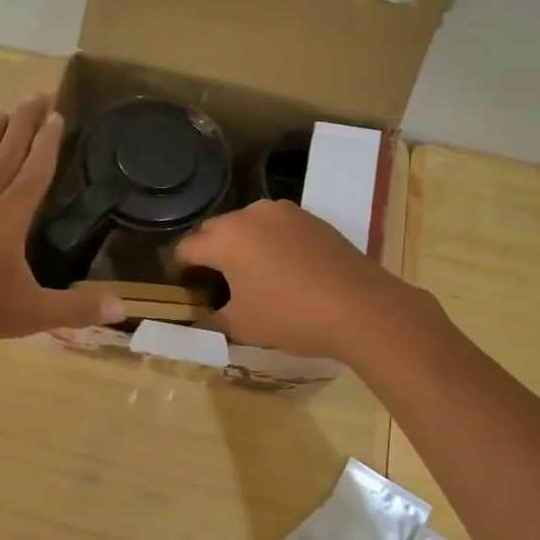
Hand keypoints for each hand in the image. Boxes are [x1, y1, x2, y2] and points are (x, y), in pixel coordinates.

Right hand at [172, 199, 415, 360]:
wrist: (362, 308)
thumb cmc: (290, 315)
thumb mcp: (241, 326)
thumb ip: (210, 320)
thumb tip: (196, 319)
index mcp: (226, 236)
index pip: (186, 248)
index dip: (177, 270)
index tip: (180, 289)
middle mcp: (251, 214)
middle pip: (216, 232)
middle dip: (208, 255)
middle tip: (212, 286)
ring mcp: (286, 212)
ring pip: (248, 227)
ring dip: (240, 247)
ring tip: (248, 278)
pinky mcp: (313, 219)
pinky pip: (277, 229)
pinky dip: (269, 246)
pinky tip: (281, 272)